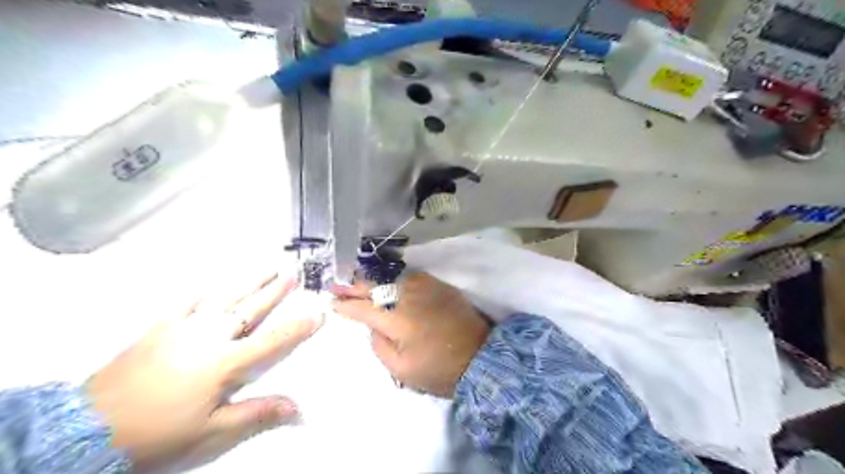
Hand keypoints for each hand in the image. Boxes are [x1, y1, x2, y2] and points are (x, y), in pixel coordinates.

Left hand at [87, 272, 322, 471]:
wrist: (88, 429)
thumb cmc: (158, 433)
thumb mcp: (212, 432)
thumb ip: (256, 414)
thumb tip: (298, 408)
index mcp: (226, 362)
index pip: (273, 340)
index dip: (299, 327)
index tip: (318, 313)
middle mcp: (209, 337)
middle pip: (251, 309)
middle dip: (275, 291)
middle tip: (293, 273)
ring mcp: (183, 329)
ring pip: (225, 299)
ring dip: (248, 283)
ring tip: (266, 268)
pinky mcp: (159, 328)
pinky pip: (187, 303)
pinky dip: (203, 292)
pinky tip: (213, 284)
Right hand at [332, 272, 489, 396]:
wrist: (481, 356)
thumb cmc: (439, 370)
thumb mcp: (402, 369)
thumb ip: (379, 345)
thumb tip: (373, 325)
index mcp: (398, 320)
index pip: (364, 309)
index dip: (346, 306)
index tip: (333, 303)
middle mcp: (410, 297)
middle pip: (375, 287)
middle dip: (353, 286)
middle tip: (336, 284)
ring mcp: (427, 287)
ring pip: (393, 278)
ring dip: (373, 280)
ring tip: (358, 281)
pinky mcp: (440, 285)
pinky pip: (411, 277)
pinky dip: (395, 279)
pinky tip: (388, 281)